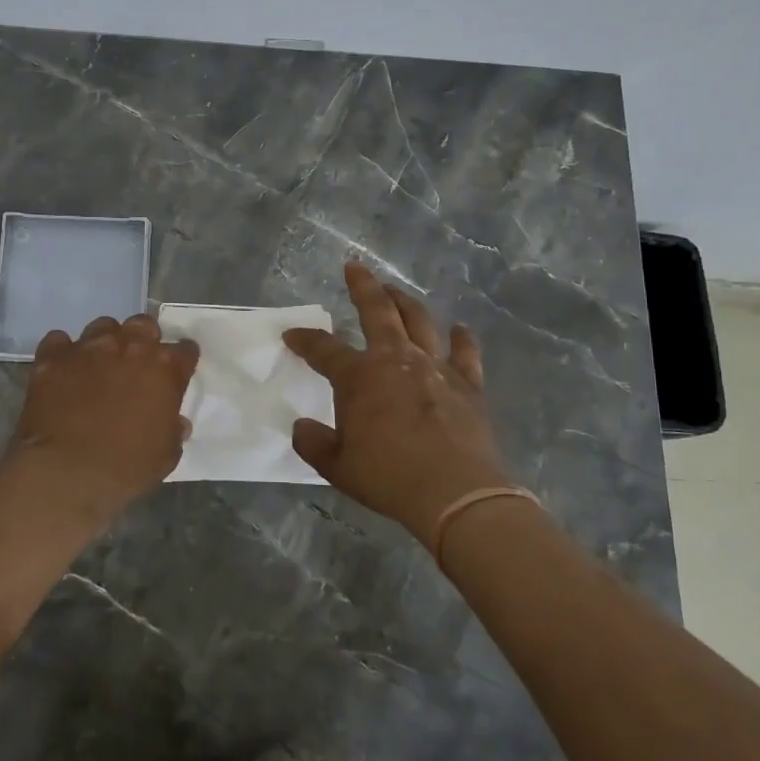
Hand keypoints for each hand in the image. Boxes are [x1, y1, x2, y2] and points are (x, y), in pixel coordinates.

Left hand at [0, 314, 198, 527]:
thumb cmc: (125, 467)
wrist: (66, 472)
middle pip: (143, 325)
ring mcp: (89, 348)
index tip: (177, 372)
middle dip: (144, 339)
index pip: (185, 350)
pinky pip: (59, 341)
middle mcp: (129, 347)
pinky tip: (64, 371)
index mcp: (164, 368)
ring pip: (103, 326)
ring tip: (99, 364)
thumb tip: (175, 422)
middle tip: (137, 363)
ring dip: (106, 342)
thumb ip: (173, 430)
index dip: (182, 361)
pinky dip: (63, 353)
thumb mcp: (166, 455)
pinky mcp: (53, 357)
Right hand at [284, 263, 513, 549]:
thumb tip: (301, 427)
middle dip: (363, 286)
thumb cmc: (389, 477)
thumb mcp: (337, 467)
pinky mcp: (468, 383)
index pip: (323, 349)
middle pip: (377, 311)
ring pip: (420, 321)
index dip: (304, 340)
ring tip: (397, 292)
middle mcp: (396, 359)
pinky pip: (465, 352)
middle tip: (355, 268)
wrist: (455, 493)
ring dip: (406, 302)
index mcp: (359, 377)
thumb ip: (314, 443)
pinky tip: (459, 330)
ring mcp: (435, 367)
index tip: (291, 335)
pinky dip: (462, 339)